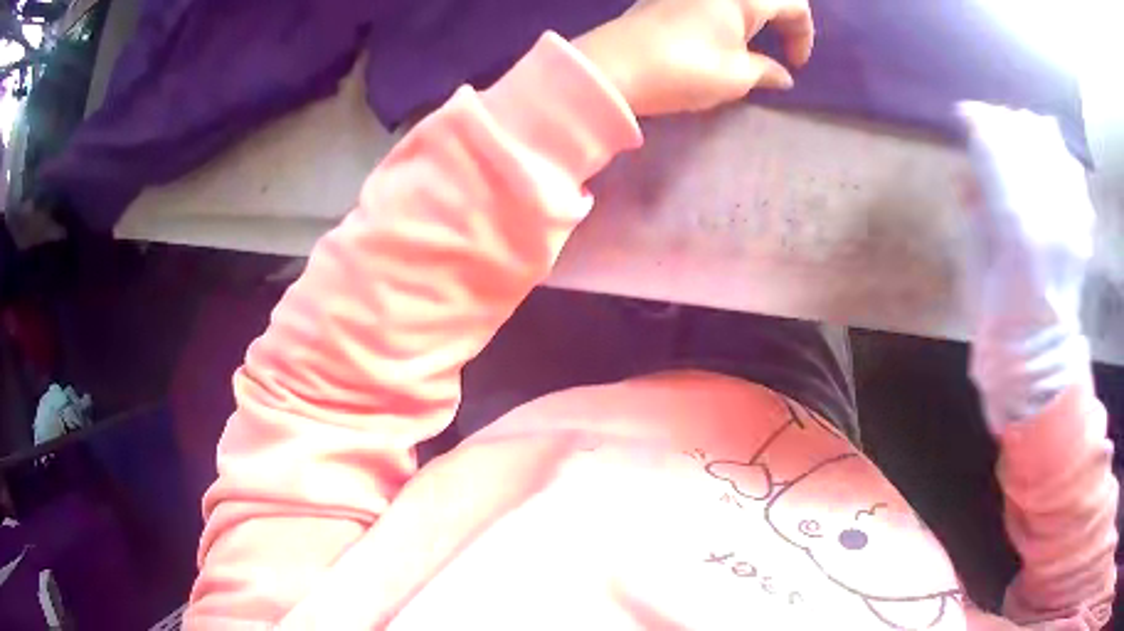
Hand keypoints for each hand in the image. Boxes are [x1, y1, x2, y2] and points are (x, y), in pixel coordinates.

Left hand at [574, 0, 813, 116]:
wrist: (613, 66)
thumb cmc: (684, 68)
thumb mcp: (735, 77)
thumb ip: (765, 71)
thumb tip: (782, 76)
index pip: (794, 5)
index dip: (803, 35)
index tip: (795, 65)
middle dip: (782, 18)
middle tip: (780, 47)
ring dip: (754, 14)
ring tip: (752, 43)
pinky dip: (728, 11)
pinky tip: (721, 33)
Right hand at [958, 101, 1094, 429]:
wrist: (1042, 359)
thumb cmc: (1001, 325)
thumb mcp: (978, 271)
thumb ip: (976, 216)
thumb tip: (966, 177)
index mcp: (1018, 232)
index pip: (997, 152)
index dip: (978, 125)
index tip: (964, 115)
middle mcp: (1051, 217)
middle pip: (1027, 141)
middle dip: (1004, 122)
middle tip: (989, 123)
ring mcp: (1073, 222)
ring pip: (1054, 149)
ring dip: (1033, 134)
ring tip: (1018, 134)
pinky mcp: (1084, 228)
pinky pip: (1073, 173)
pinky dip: (1059, 157)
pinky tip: (1049, 160)